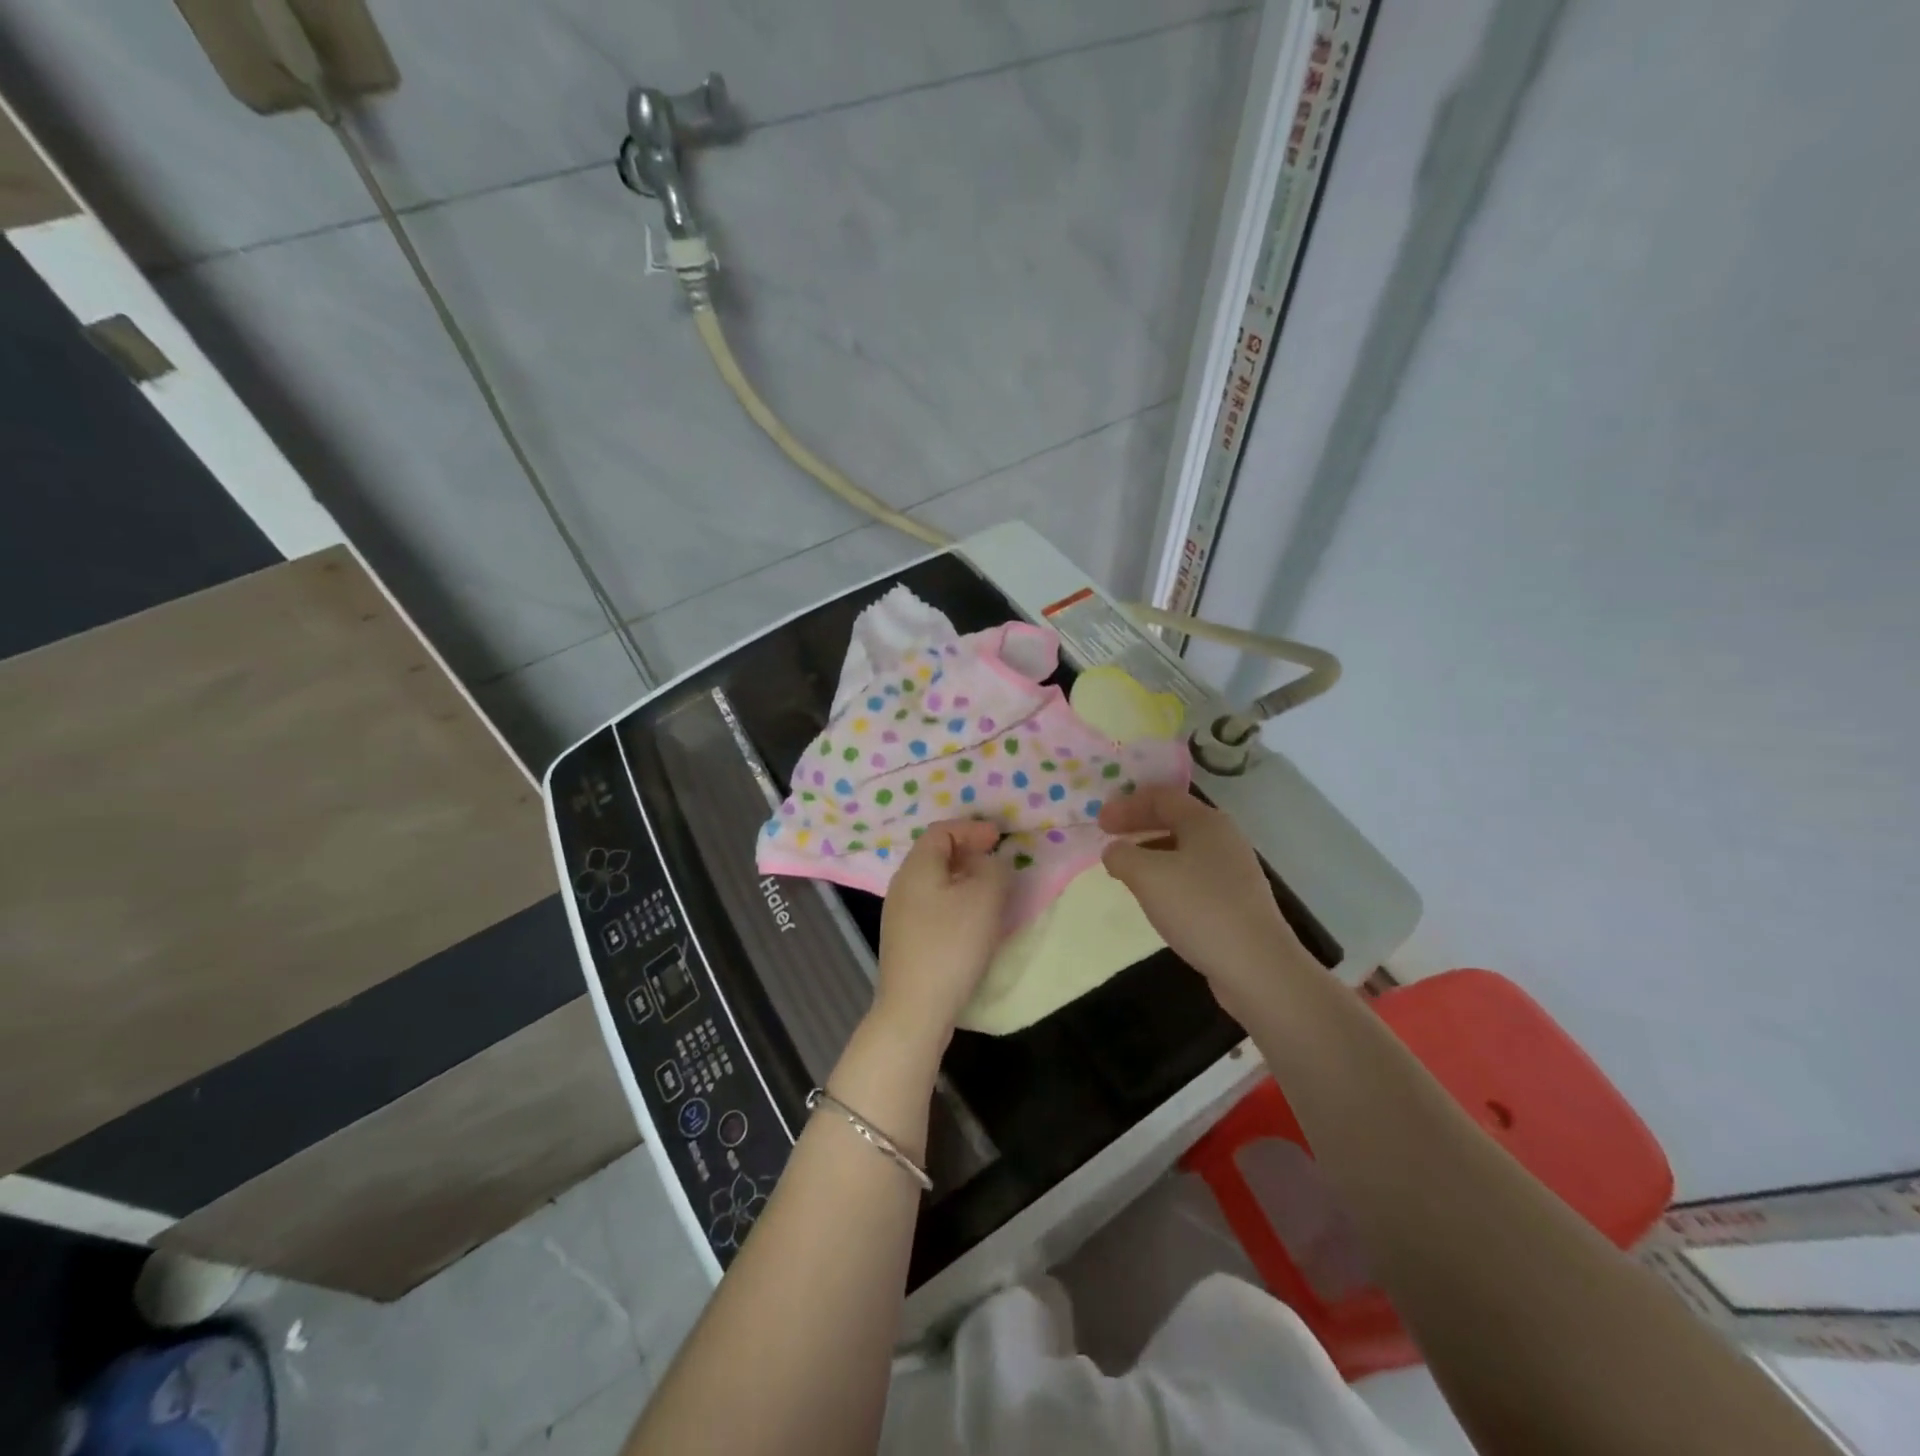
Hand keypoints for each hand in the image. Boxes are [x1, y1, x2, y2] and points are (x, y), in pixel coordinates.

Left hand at [874, 819, 1010, 1047]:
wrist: (915, 1008)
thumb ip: (994, 868)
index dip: (972, 829)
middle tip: (997, 859)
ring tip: (989, 889)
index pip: (942, 831)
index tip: (999, 837)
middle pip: (935, 854)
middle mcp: (902, 884)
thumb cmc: (952, 944)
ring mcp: (899, 914)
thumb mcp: (985, 897)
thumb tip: (989, 862)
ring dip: (962, 877)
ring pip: (934, 881)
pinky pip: (931, 904)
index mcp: (917, 866)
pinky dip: (954, 900)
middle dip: (968, 851)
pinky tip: (971, 919)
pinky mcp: (904, 939)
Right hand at [1099, 787, 1304, 1005]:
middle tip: (1108, 838)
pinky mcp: (1235, 900)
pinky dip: (1167, 876)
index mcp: (1205, 821)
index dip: (1126, 804)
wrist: (1257, 966)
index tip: (1099, 823)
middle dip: (1138, 824)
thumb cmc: (1199, 909)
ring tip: (1125, 868)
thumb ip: (1122, 855)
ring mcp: (1233, 870)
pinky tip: (1155, 897)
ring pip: (1183, 848)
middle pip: (1174, 819)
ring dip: (1150, 851)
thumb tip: (1114, 851)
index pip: (1161, 797)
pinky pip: (1193, 875)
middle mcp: (1223, 838)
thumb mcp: (1147, 876)